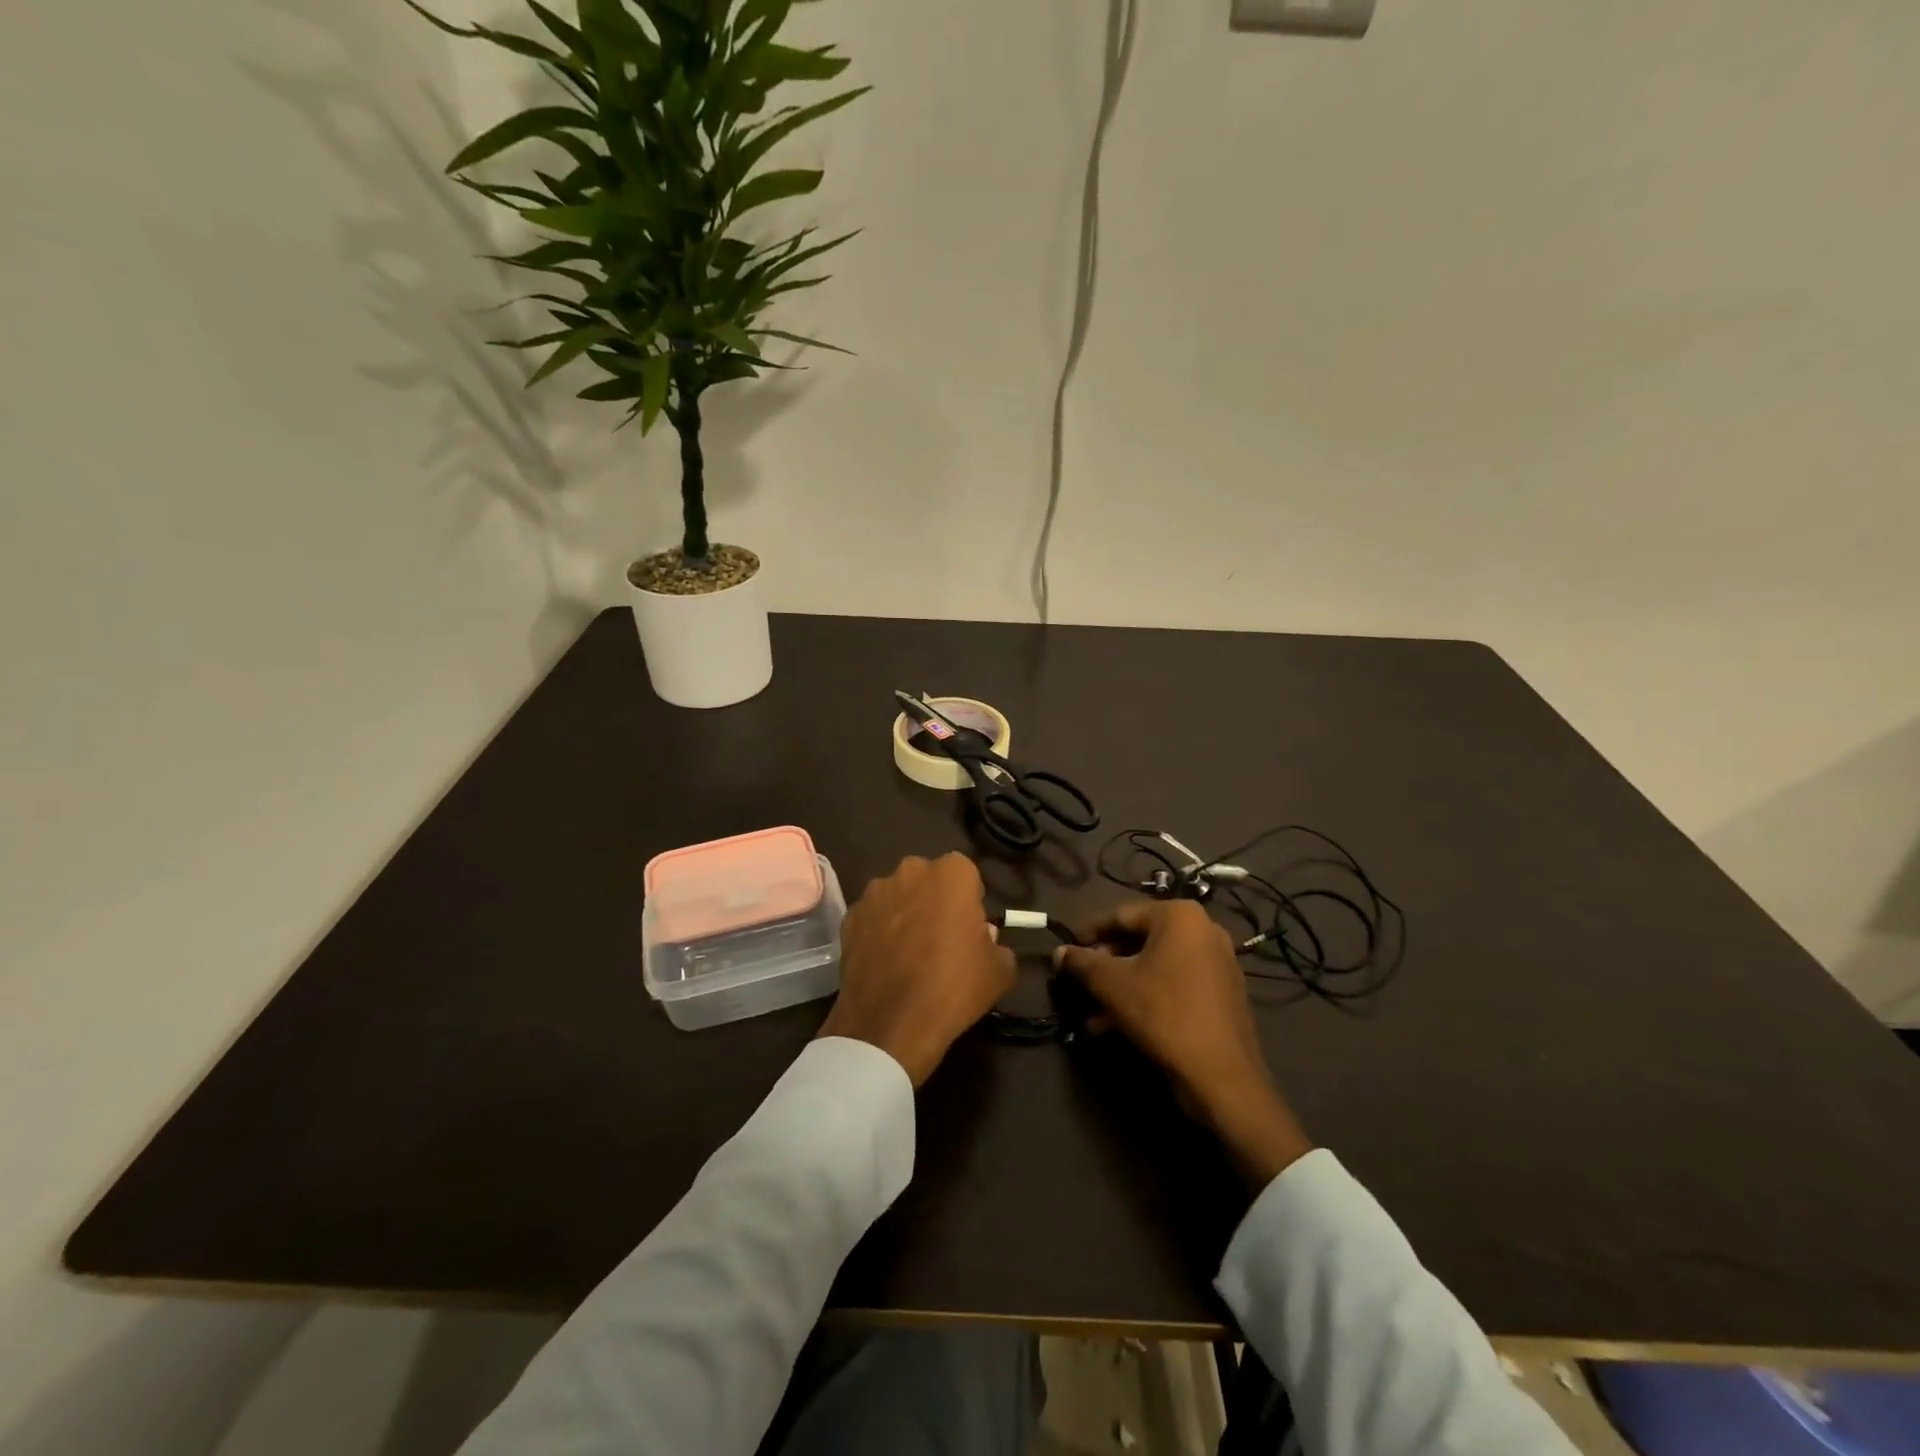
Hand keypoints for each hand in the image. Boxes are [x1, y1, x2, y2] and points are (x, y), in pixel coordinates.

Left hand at [820, 853, 1015, 1086]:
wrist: (890, 1023)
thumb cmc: (953, 988)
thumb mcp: (999, 971)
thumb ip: (996, 943)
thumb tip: (983, 937)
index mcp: (952, 873)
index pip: (966, 874)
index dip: (970, 900)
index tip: (970, 928)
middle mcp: (911, 871)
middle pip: (929, 880)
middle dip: (935, 900)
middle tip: (941, 938)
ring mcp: (875, 892)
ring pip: (898, 896)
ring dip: (905, 914)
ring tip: (909, 953)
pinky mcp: (849, 917)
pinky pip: (873, 917)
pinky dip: (879, 931)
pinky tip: (885, 963)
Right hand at [1055, 900, 1313, 1186]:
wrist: (1221, 1077)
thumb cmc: (1163, 1014)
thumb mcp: (1112, 985)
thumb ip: (1081, 963)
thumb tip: (1058, 953)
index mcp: (1179, 916)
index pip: (1121, 915)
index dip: (1088, 933)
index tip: (1066, 950)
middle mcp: (1203, 930)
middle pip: (1138, 940)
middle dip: (1105, 964)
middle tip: (1079, 982)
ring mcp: (1216, 962)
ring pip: (1154, 966)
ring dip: (1120, 986)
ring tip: (1091, 1011)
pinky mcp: (1221, 993)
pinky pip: (1173, 984)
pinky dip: (1145, 997)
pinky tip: (1114, 1025)